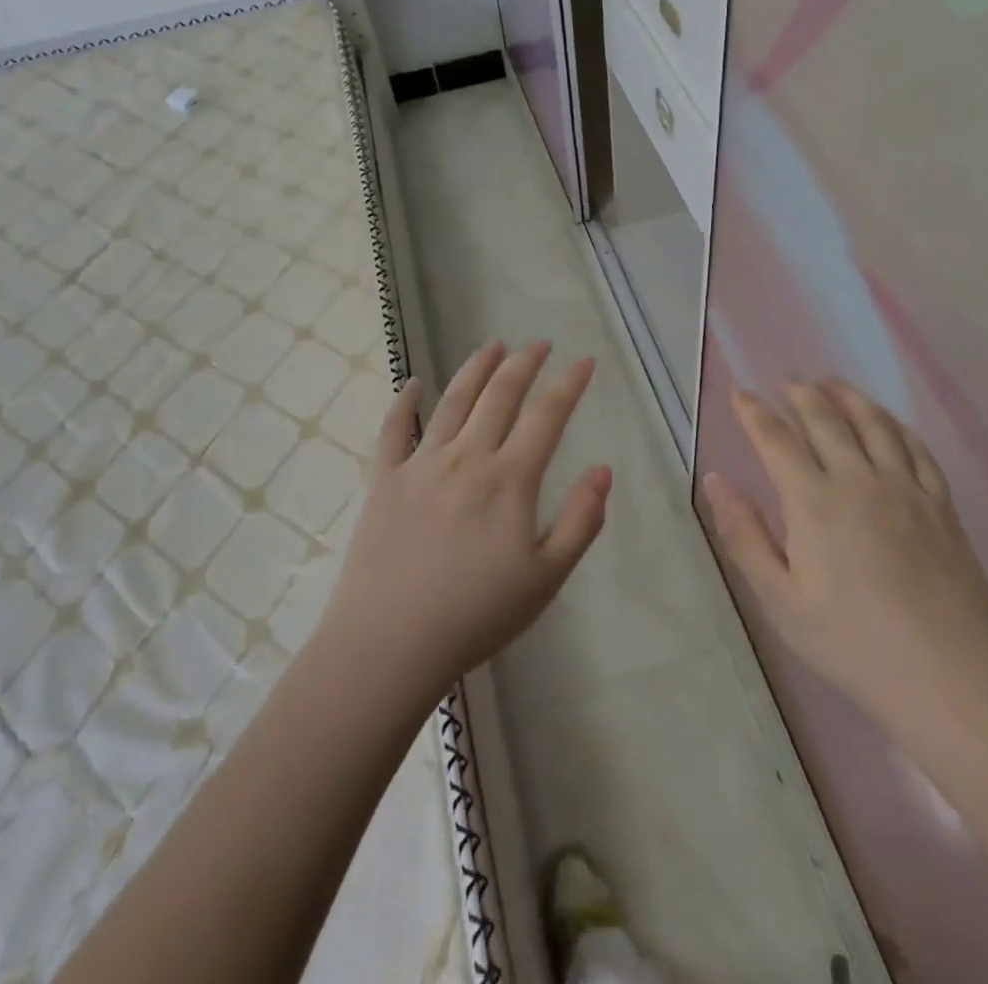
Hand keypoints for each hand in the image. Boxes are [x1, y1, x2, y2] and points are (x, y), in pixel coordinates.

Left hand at [315, 340, 611, 698]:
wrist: (389, 643)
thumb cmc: (476, 616)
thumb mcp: (546, 578)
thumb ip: (581, 521)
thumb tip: (603, 469)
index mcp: (509, 480)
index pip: (546, 416)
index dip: (569, 384)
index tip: (584, 361)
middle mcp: (467, 457)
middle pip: (500, 395)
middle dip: (524, 363)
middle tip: (540, 343)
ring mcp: (421, 464)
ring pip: (453, 401)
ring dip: (476, 368)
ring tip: (493, 345)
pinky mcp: (385, 479)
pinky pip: (394, 429)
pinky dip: (404, 402)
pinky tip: (414, 384)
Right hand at [705, 379, 987, 745]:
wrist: (951, 678)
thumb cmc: (853, 643)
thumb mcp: (781, 600)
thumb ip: (744, 535)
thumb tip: (716, 481)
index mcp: (814, 501)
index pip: (777, 439)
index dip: (755, 412)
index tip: (740, 393)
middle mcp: (859, 480)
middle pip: (826, 420)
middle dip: (800, 394)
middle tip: (786, 380)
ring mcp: (906, 489)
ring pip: (874, 425)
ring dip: (848, 398)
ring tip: (832, 383)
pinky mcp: (941, 506)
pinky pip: (917, 449)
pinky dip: (897, 426)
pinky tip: (889, 423)